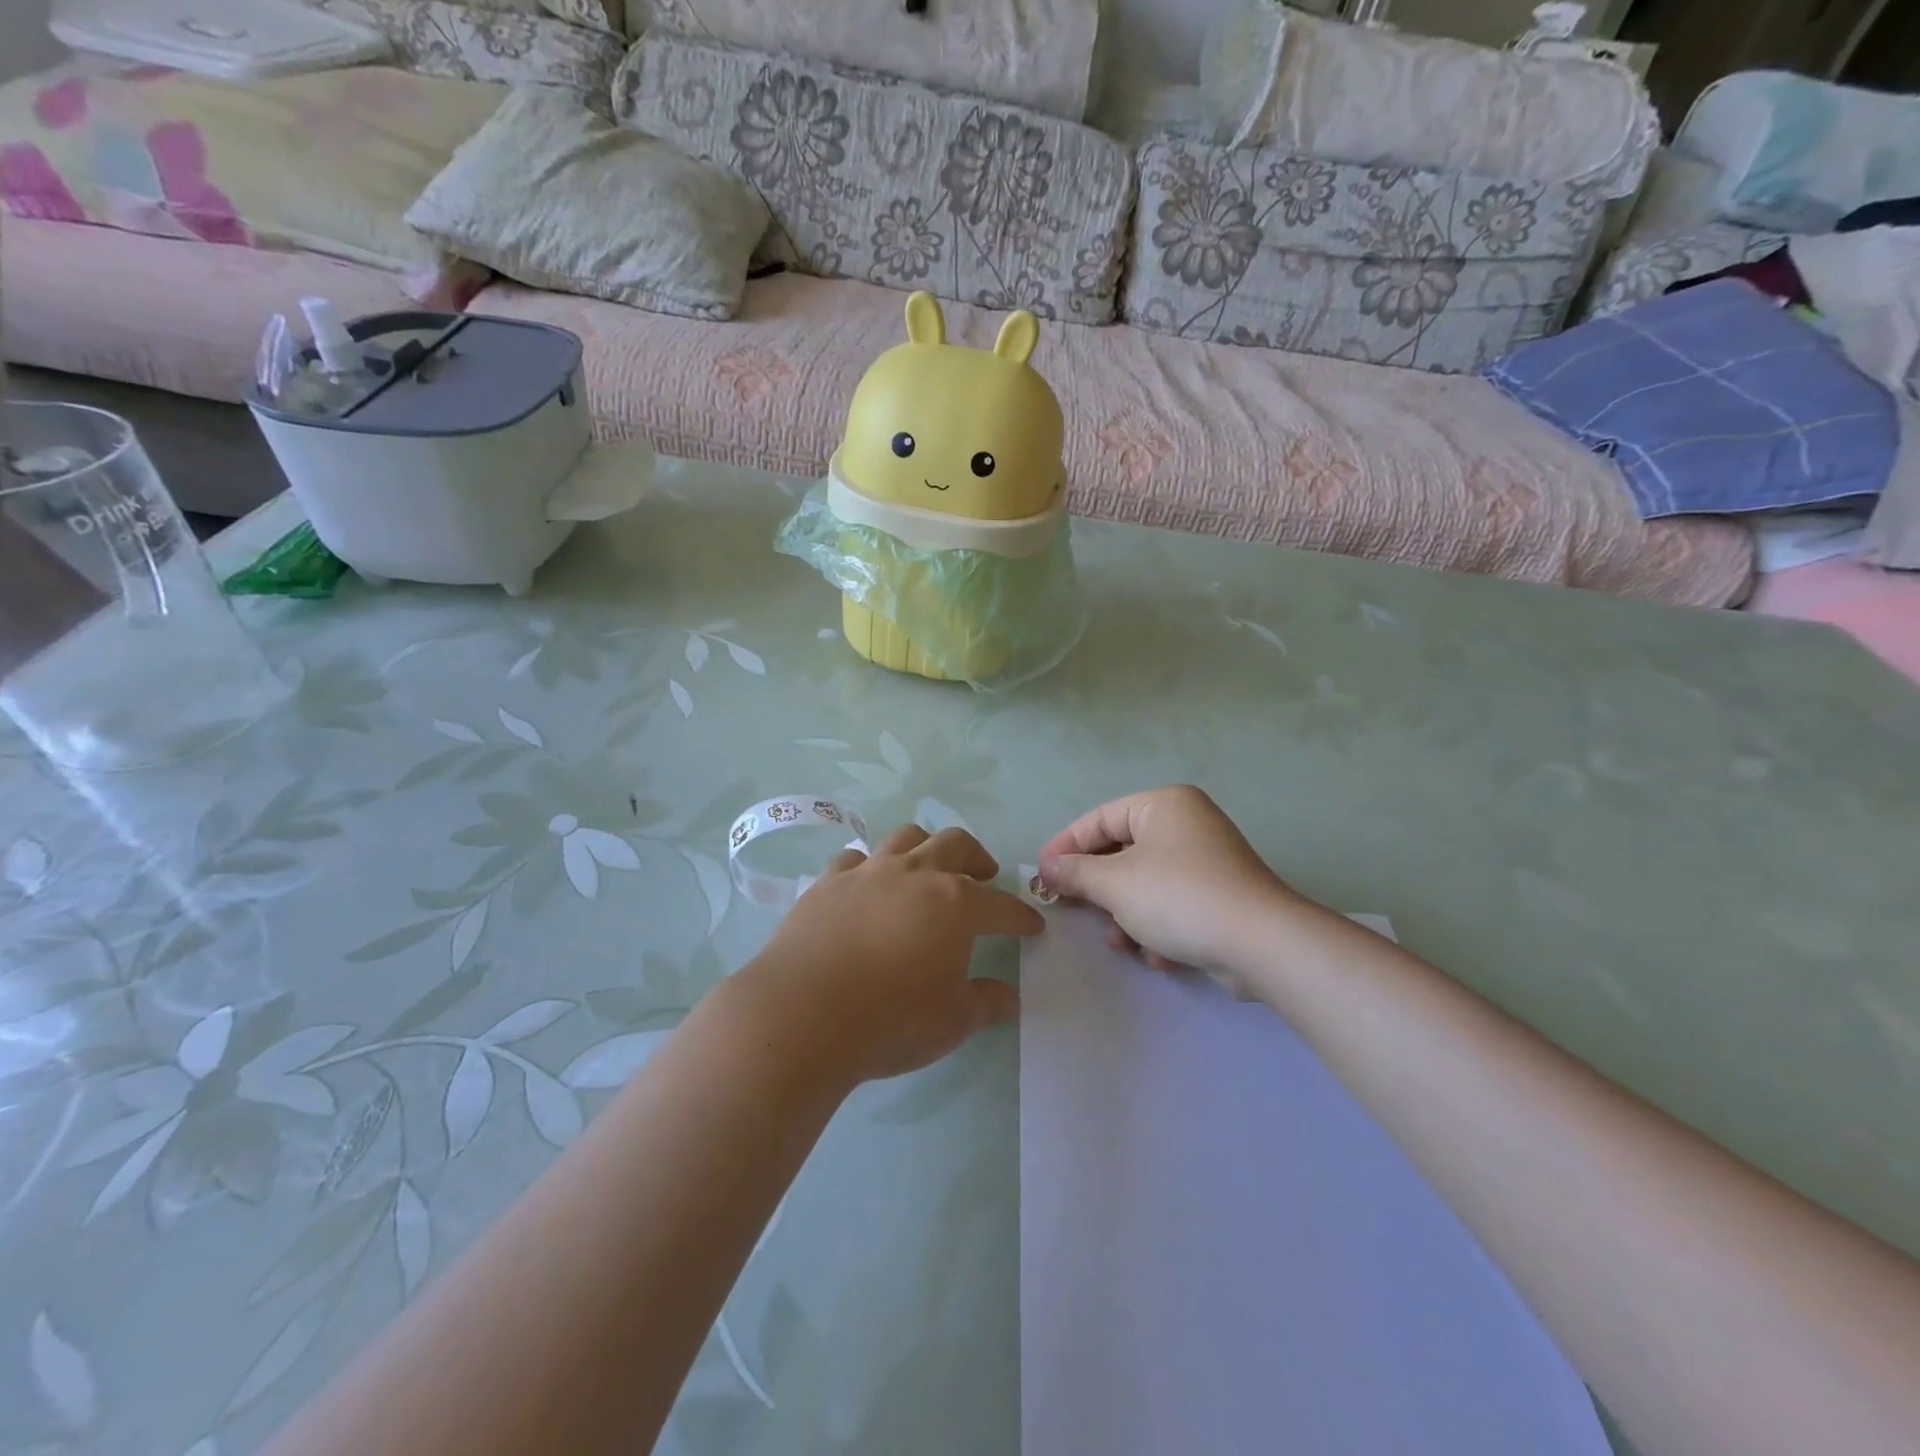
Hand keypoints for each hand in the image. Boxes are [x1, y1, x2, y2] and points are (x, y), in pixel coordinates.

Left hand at [733, 824, 1044, 1084]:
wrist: (801, 1015)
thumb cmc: (889, 1020)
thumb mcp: (953, 1021)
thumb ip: (987, 1003)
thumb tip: (1009, 995)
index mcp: (955, 903)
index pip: (1001, 904)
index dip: (1020, 915)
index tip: (1032, 925)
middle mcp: (914, 874)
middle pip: (956, 845)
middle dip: (977, 858)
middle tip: (984, 876)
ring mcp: (867, 872)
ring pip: (906, 838)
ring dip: (925, 848)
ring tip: (928, 870)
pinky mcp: (827, 882)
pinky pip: (856, 859)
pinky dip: (870, 867)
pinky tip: (868, 886)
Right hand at [1039, 786, 1319, 994]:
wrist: (1261, 944)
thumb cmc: (1178, 897)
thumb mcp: (1115, 883)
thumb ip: (1076, 873)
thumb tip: (1047, 867)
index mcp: (1163, 805)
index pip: (1099, 818)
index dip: (1066, 846)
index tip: (1041, 874)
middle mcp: (1186, 823)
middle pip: (1122, 852)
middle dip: (1099, 889)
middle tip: (1071, 909)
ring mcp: (1207, 859)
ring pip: (1144, 882)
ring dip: (1126, 915)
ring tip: (1121, 942)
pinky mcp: (1220, 895)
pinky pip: (1172, 902)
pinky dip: (1157, 926)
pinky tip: (1158, 953)